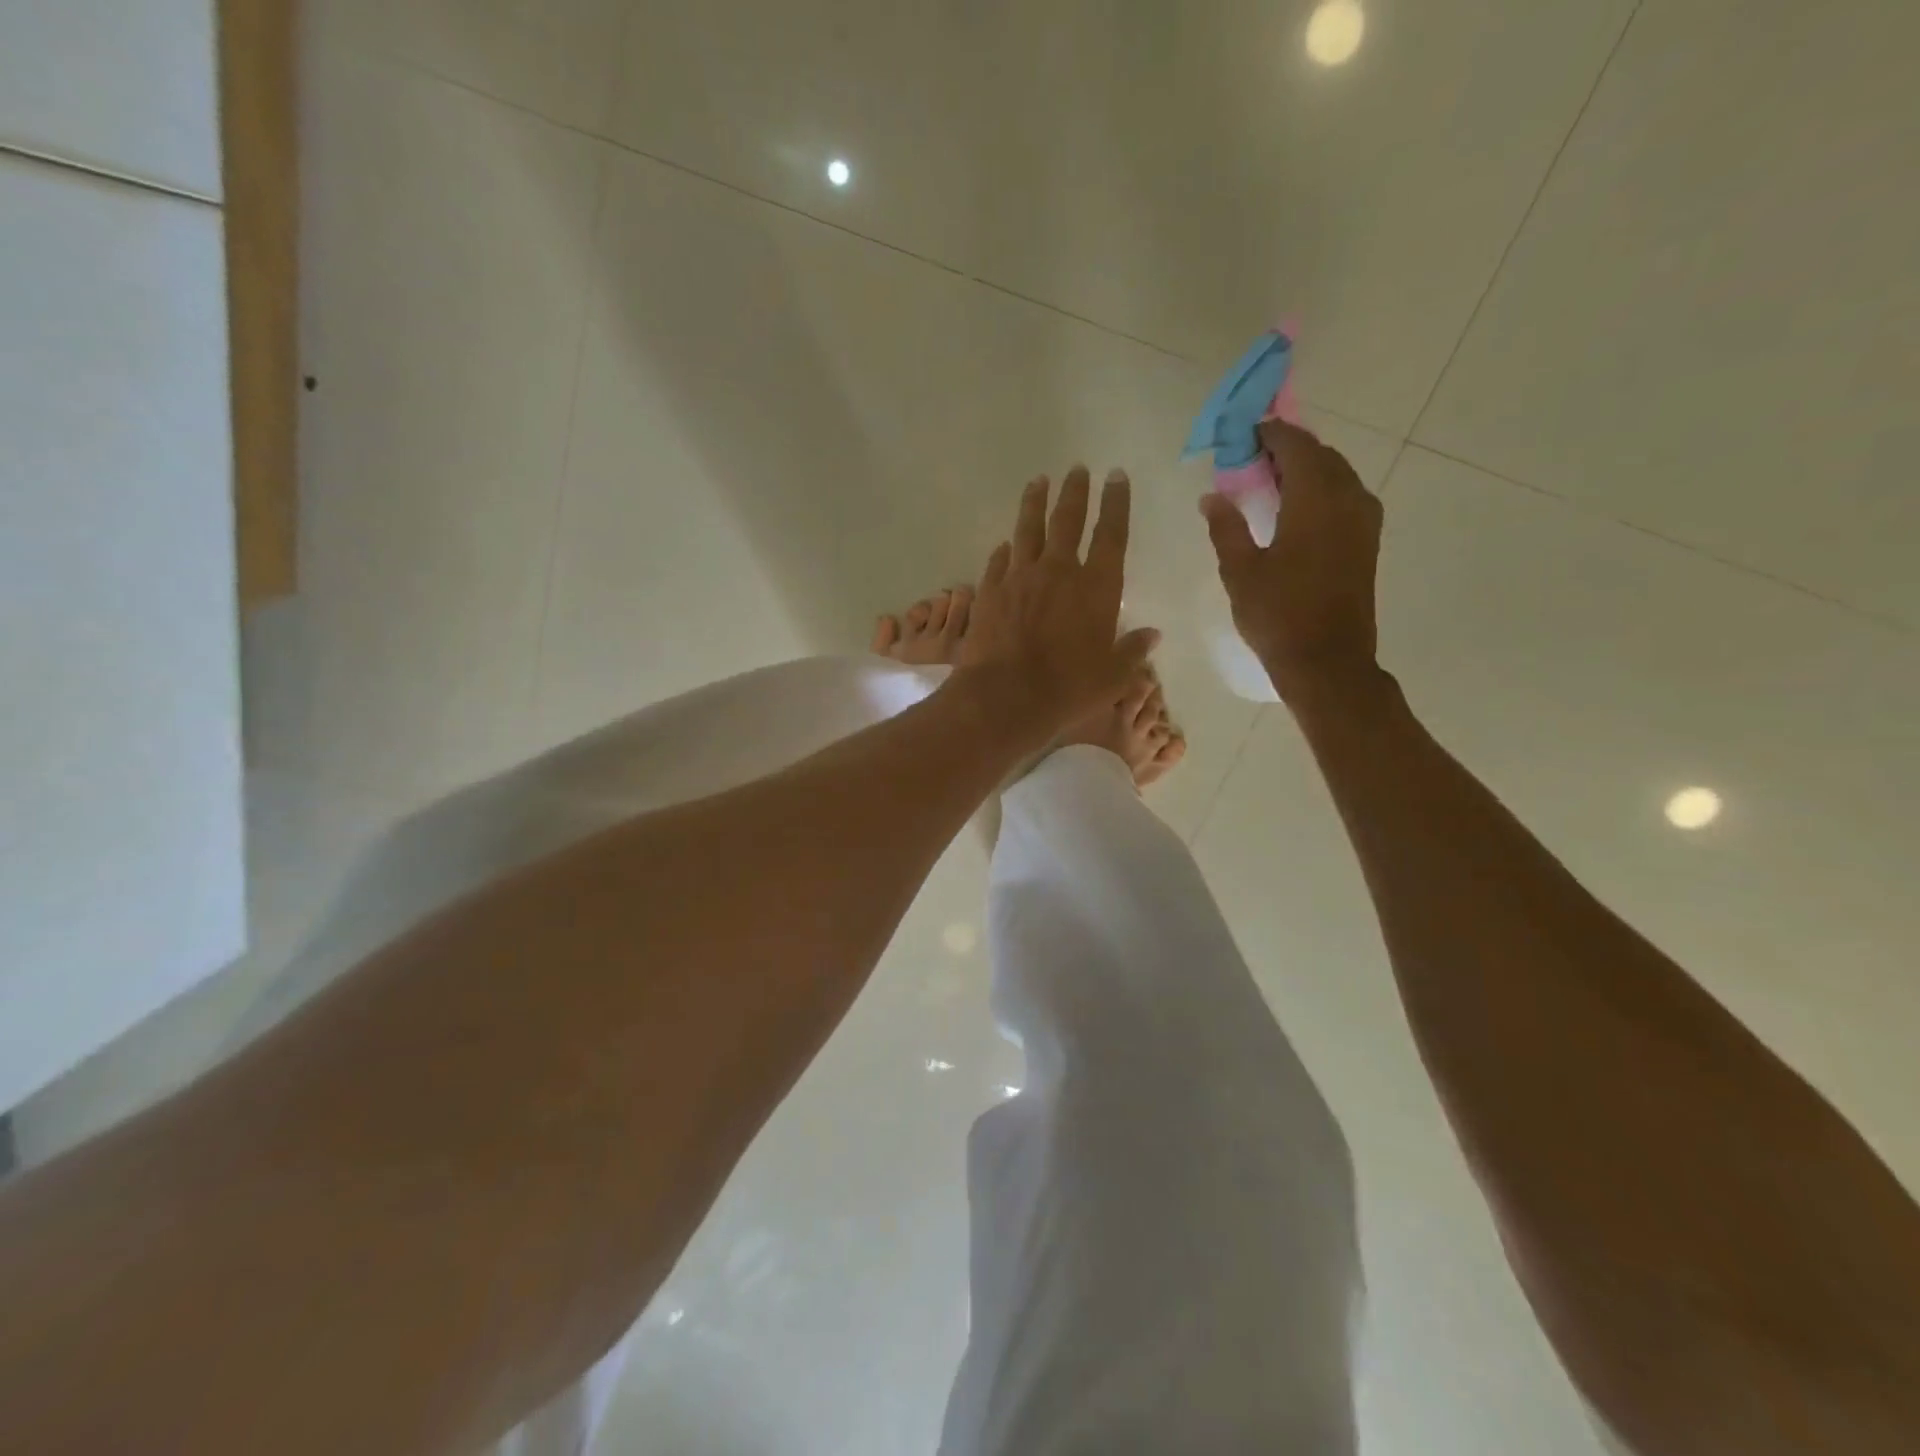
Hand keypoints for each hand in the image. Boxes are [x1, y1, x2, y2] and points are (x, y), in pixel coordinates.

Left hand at [958, 465, 1159, 740]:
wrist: (1006, 697)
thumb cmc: (1068, 688)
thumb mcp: (1112, 676)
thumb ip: (1132, 651)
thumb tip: (1152, 635)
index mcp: (1097, 587)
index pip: (1111, 534)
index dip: (1116, 502)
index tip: (1116, 476)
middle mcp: (1059, 571)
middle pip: (1068, 520)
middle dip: (1075, 491)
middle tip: (1076, 469)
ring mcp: (1020, 577)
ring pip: (1028, 529)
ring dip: (1034, 503)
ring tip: (1038, 482)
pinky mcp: (990, 591)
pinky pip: (999, 561)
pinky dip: (1005, 549)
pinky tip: (1005, 543)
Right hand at [1200, 421, 1382, 704]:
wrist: (1327, 661)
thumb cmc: (1278, 615)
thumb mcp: (1240, 571)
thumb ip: (1226, 527)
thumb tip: (1211, 496)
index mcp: (1315, 499)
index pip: (1295, 446)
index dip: (1270, 434)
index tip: (1244, 434)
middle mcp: (1348, 498)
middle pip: (1321, 455)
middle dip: (1288, 449)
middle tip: (1251, 459)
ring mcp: (1364, 519)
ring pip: (1337, 474)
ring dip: (1306, 469)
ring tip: (1270, 482)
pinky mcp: (1367, 540)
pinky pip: (1345, 496)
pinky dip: (1321, 490)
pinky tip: (1296, 509)